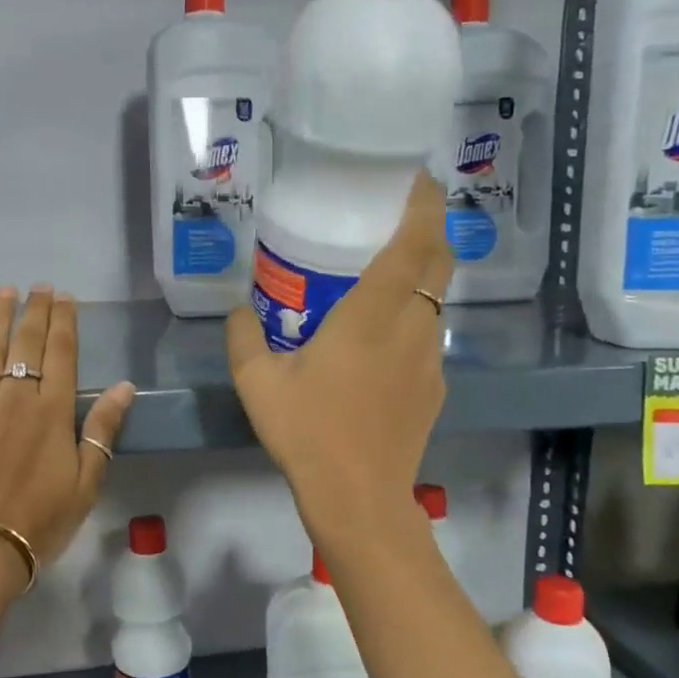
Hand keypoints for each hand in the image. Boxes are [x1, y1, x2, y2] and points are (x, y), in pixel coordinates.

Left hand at [0, 287, 136, 593]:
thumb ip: (102, 430)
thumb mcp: (85, 483)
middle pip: (27, 343)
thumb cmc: (38, 522)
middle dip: (35, 310)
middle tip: (39, 286)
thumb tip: (126, 387)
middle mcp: (14, 396)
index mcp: (52, 411)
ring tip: (5, 291)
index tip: (65, 297)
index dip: (64, 322)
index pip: (61, 353)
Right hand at [227, 171, 452, 544]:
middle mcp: (412, 327)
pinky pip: (428, 336)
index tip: (418, 180)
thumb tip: (238, 309)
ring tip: (386, 274)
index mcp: (372, 314)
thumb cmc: (307, 431)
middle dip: (431, 228)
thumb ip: (243, 337)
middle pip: (440, 262)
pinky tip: (382, 341)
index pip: (415, 242)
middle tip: (403, 214)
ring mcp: (430, 359)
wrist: (358, 497)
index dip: (424, 205)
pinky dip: (414, 319)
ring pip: (436, 300)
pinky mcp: (435, 388)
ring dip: (422, 275)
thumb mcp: (258, 382)